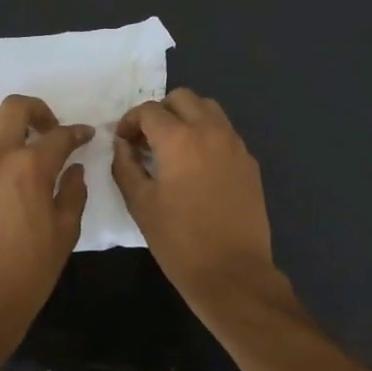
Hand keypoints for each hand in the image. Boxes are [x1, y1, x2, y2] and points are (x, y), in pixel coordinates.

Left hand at [0, 94, 92, 354]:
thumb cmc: (29, 271)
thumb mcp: (65, 233)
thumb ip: (73, 194)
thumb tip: (73, 169)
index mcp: (31, 167)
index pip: (59, 135)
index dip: (77, 133)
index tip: (85, 136)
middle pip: (15, 107)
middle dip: (38, 110)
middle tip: (48, 129)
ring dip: (1, 121)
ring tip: (12, 139)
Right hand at [112, 89, 281, 308]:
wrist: (232, 272)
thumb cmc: (179, 240)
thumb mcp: (140, 204)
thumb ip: (125, 166)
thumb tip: (122, 145)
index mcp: (179, 139)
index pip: (148, 110)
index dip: (129, 121)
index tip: (123, 141)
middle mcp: (210, 131)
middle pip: (182, 98)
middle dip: (160, 112)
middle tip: (147, 140)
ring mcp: (235, 144)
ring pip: (208, 109)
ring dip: (186, 118)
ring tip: (173, 148)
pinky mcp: (249, 162)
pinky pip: (225, 132)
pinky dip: (207, 135)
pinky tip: (197, 166)